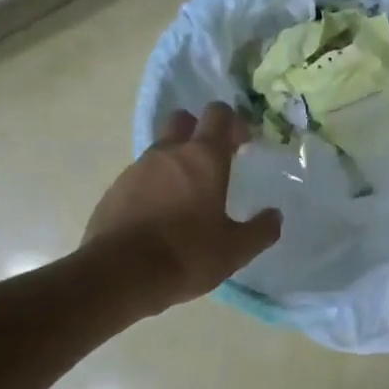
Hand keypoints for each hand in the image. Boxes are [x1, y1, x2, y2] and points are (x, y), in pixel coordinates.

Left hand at [82, 103, 280, 315]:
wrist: (119, 274)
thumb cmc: (186, 255)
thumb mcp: (235, 250)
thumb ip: (261, 230)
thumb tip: (274, 216)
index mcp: (203, 158)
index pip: (218, 114)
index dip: (232, 122)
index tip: (241, 145)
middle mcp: (168, 153)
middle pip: (182, 120)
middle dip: (198, 131)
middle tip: (212, 161)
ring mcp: (136, 169)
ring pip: (159, 150)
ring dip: (174, 162)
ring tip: (186, 197)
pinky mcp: (114, 190)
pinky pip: (139, 177)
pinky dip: (153, 186)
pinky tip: (159, 216)